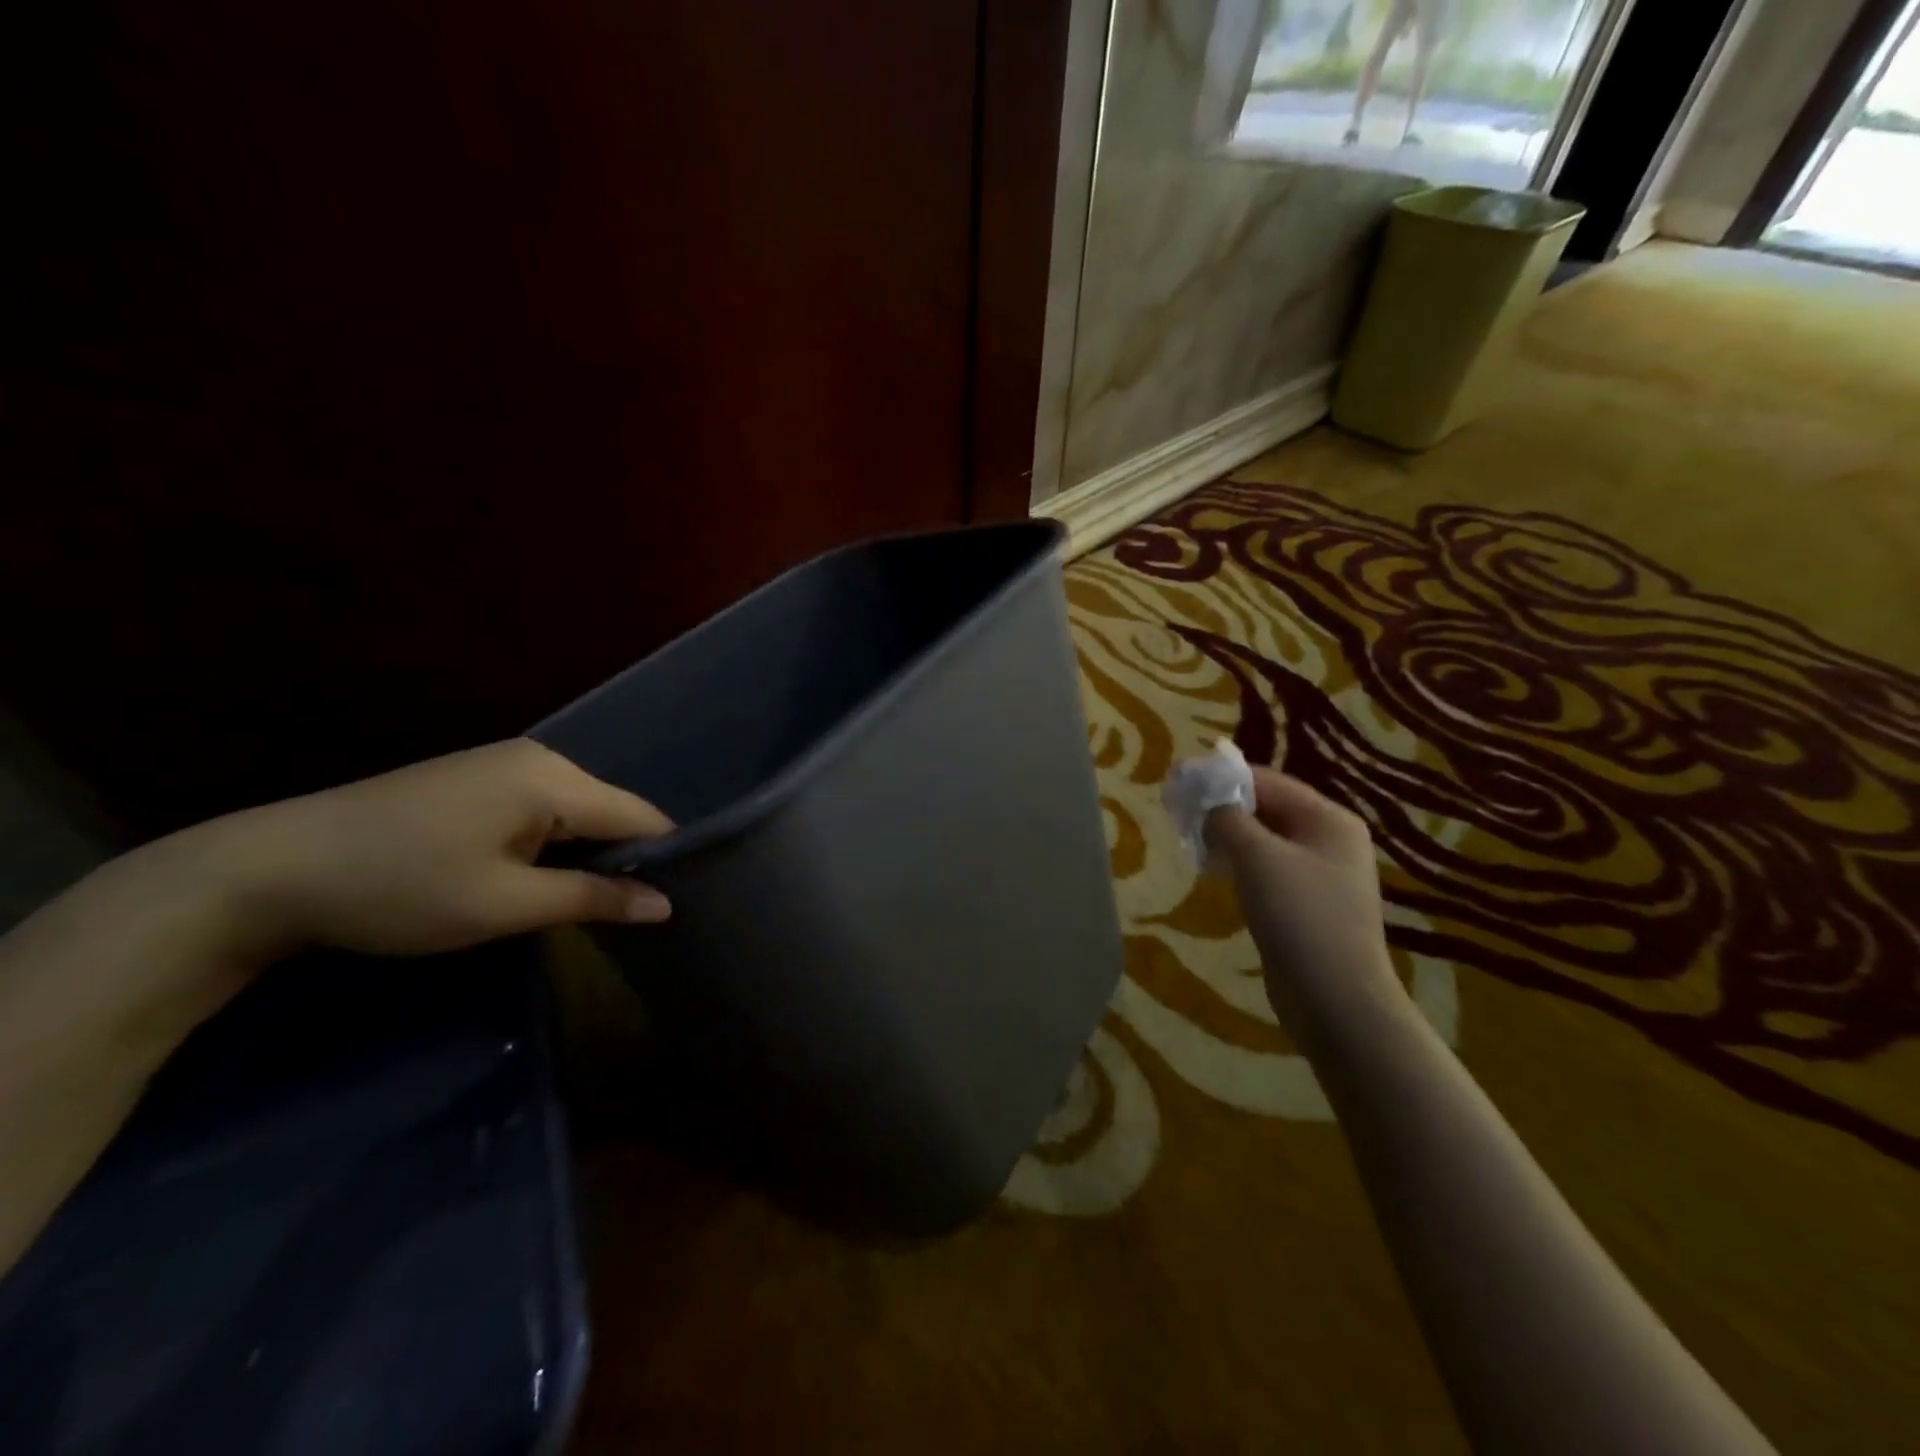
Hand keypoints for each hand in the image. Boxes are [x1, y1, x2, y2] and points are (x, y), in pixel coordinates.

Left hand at [191, 738, 673, 959]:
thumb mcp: (504, 904)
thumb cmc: (401, 888)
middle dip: (624, 858)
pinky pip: (543, 808)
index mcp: (552, 779)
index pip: (640, 816)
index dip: (665, 858)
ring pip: (577, 811)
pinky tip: (538, 875)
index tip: (679, 902)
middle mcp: (538, 758)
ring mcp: (504, 763)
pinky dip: (553, 843)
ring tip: (590, 901)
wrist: (268, 871)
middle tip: (629, 914)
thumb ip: (594, 899)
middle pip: (610, 811)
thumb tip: (666, 905)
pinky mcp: (477, 778)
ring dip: (586, 854)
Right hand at [1204, 767, 1401, 1035]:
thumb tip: (1207, 802)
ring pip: (1264, 840)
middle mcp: (1329, 840)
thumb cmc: (1299, 917)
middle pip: (1267, 808)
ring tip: (1191, 842)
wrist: (1335, 1000)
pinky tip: (1213, 873)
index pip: (1267, 780)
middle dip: (1222, 808)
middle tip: (1178, 814)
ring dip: (1227, 837)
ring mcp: (1320, 874)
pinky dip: (1239, 864)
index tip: (1179, 783)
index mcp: (1328, 819)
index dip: (1221, 778)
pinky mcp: (1306, 904)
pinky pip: (1267, 869)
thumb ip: (1227, 818)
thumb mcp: (1256, 857)